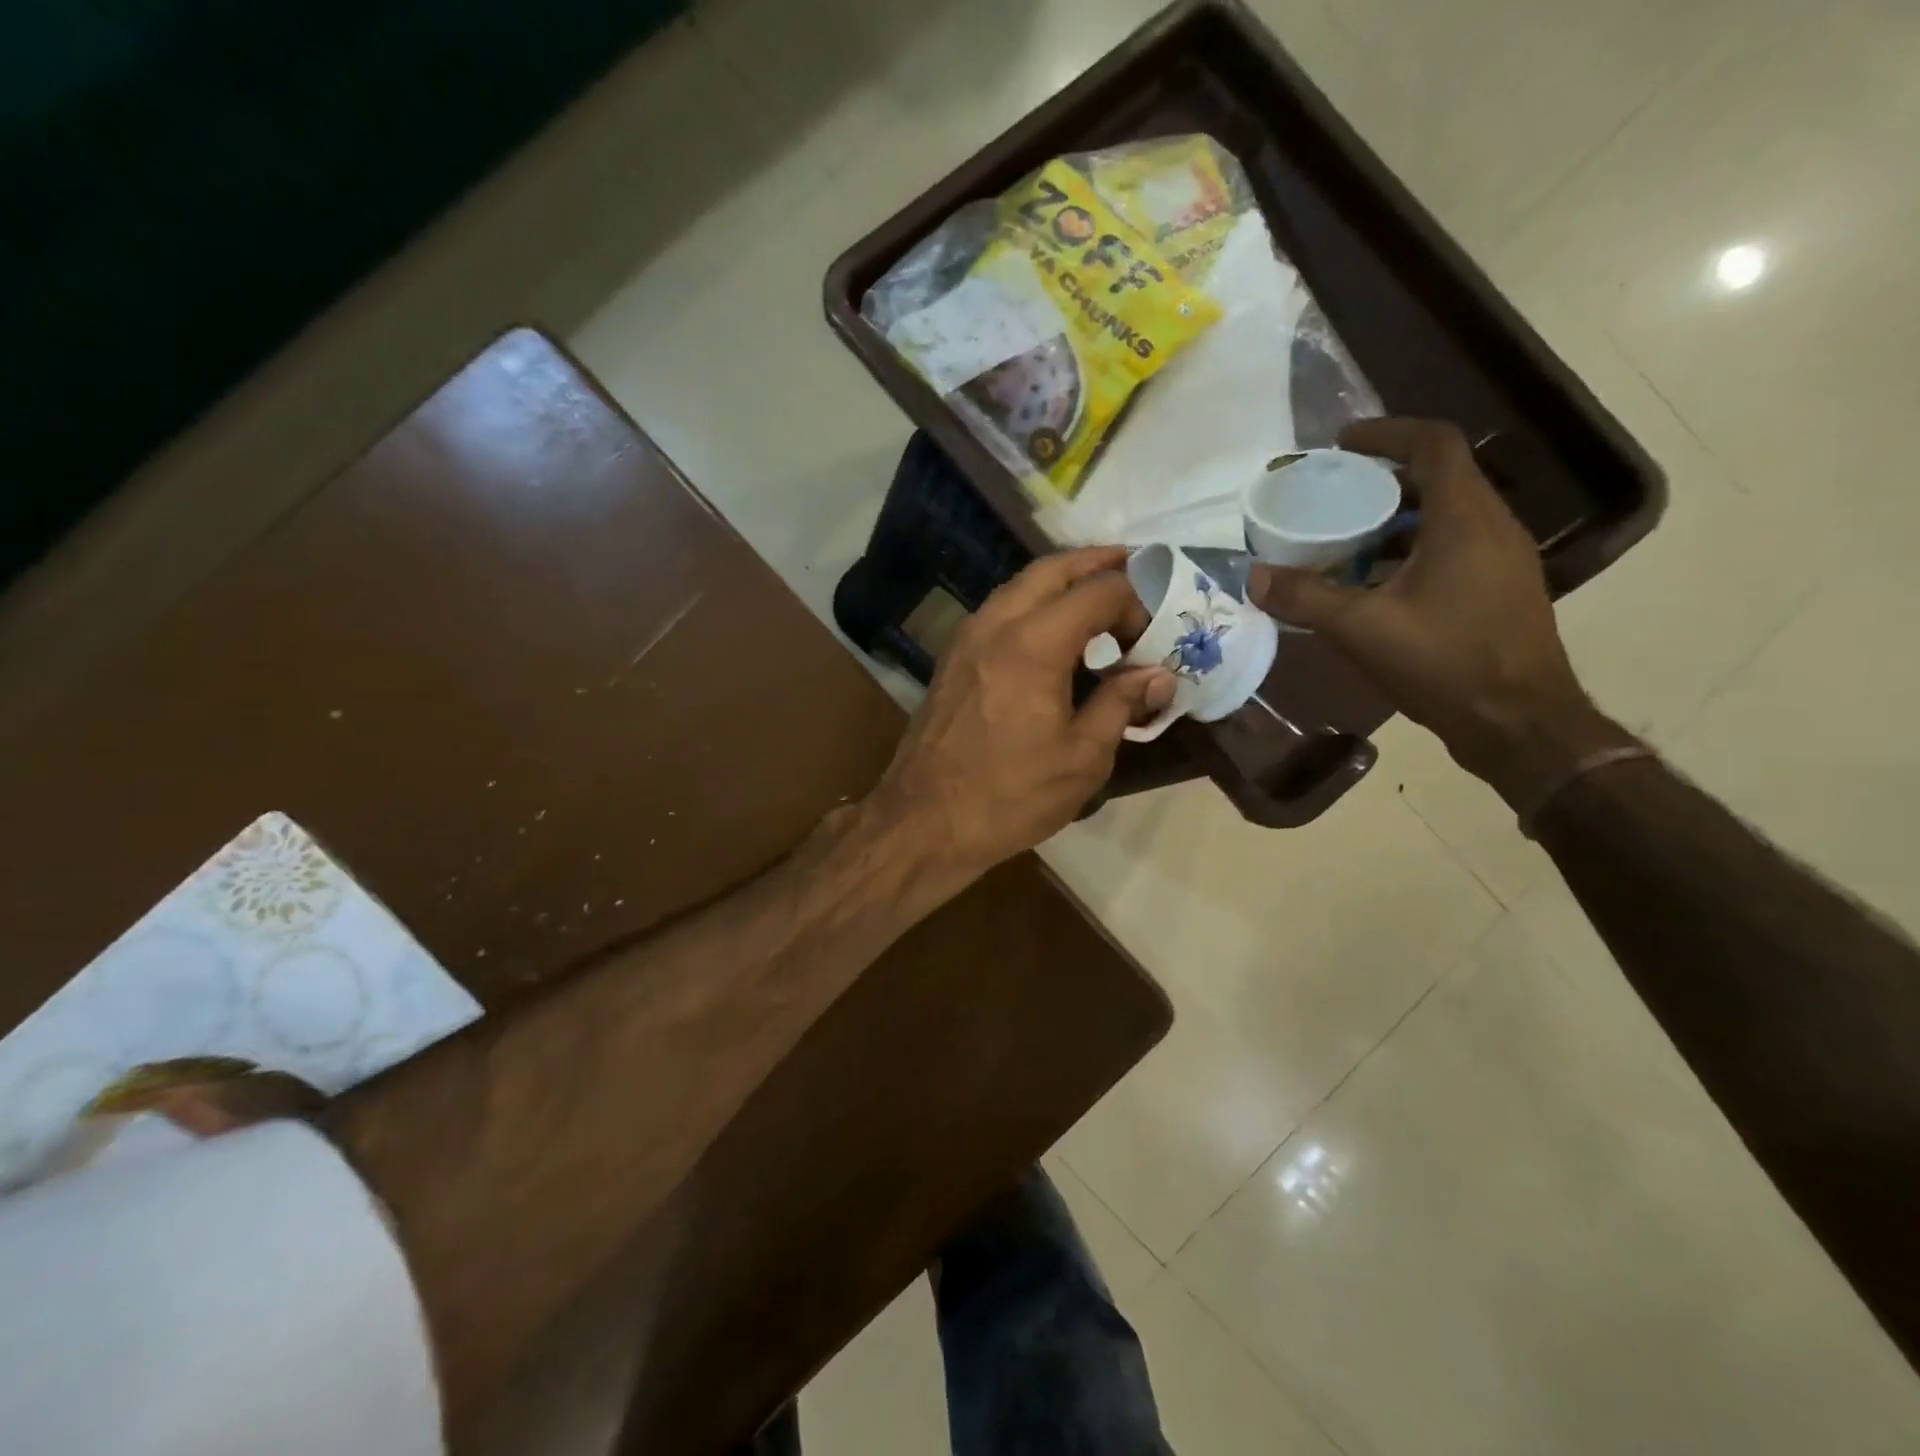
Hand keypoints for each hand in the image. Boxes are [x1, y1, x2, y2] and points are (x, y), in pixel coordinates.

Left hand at [870, 546, 1174, 871]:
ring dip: (1062, 581)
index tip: (1154, 632)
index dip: (1135, 600)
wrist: (924, 822)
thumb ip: (1122, 705)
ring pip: (1020, 585)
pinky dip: (1034, 604)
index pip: (1098, 591)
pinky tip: (1055, 631)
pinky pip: (1000, 610)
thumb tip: (1159, 676)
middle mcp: (996, 624)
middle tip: (1135, 570)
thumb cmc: (1009, 796)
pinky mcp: (952, 658)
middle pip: (1052, 568)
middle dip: (1098, 563)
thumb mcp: (1082, 758)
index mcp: (1033, 644)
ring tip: (1099, 597)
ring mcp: (967, 638)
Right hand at [1248, 418, 1631, 807]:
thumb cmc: (1446, 663)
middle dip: (1381, 479)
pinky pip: (1452, 548)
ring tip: (1343, 539)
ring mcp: (1502, 560)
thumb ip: (1305, 598)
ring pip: (1445, 516)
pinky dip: (1409, 550)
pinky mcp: (1499, 590)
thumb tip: (1252, 576)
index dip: (1386, 433)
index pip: (1433, 444)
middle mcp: (1492, 527)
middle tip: (1331, 495)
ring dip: (1393, 519)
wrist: (1519, 724)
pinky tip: (1373, 585)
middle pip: (1438, 478)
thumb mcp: (1363, 628)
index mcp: (1465, 519)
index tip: (1341, 444)